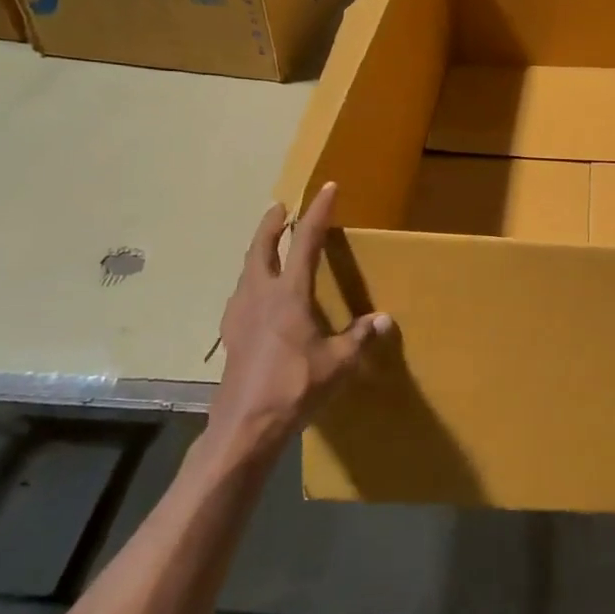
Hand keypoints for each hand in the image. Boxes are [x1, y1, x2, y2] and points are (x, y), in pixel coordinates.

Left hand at [205, 182, 391, 460]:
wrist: (246, 425)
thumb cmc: (296, 387)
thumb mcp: (339, 363)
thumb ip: (360, 337)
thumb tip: (384, 319)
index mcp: (289, 294)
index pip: (306, 242)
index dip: (318, 213)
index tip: (327, 188)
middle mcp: (260, 296)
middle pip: (260, 248)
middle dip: (271, 224)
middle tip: (279, 207)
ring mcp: (239, 315)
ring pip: (246, 271)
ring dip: (257, 251)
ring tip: (266, 247)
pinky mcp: (230, 336)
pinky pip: (240, 295)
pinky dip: (249, 282)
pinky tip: (254, 297)